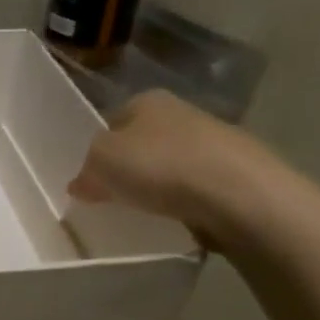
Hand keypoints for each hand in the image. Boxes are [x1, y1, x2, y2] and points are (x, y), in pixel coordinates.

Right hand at [69, 90, 277, 247]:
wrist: (238, 194)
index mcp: (146, 100)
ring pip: (167, 165)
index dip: (94, 150)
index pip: (109, 122)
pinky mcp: (233, 173)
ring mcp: (212, 141)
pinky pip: (192, 188)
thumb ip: (85, 169)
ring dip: (153, 186)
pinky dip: (180, 201)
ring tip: (140, 212)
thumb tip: (81, 182)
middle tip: (108, 198)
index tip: (87, 178)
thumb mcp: (101, 161)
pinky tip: (174, 219)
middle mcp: (181, 112)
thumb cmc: (160, 166)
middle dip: (125, 168)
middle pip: (139, 144)